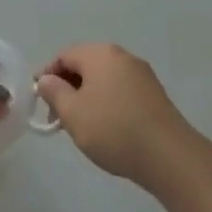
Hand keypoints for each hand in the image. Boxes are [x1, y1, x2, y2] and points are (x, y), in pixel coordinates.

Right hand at [35, 43, 196, 186]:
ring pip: (103, 79)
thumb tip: (47, 79)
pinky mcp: (154, 95)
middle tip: (58, 117)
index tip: (40, 102)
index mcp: (100, 54)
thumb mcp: (73, 113)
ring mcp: (141, 74)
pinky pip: (121, 91)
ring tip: (82, 126)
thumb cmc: (114, 130)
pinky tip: (107, 128)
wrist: (170, 157)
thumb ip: (54, 92)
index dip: (47, 75)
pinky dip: (107, 103)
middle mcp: (122, 56)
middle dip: (67, 87)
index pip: (63, 56)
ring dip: (87, 97)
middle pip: (85, 65)